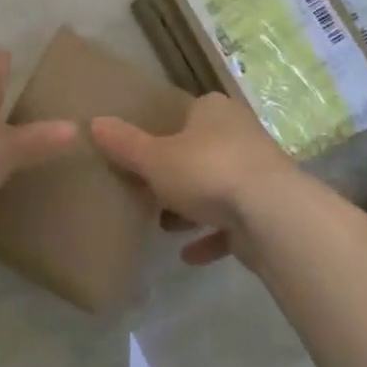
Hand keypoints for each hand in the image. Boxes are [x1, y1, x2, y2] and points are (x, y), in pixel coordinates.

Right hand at [90, 93, 301, 266]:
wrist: (272, 215)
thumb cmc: (207, 170)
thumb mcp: (154, 158)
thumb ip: (124, 143)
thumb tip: (94, 122)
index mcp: (213, 111)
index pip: (185, 113)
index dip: (162, 131)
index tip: (141, 152)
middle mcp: (239, 134)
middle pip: (200, 151)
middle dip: (175, 173)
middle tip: (147, 190)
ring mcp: (258, 173)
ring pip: (217, 187)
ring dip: (192, 207)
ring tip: (162, 225)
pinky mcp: (268, 209)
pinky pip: (233, 222)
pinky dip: (212, 236)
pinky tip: (189, 255)